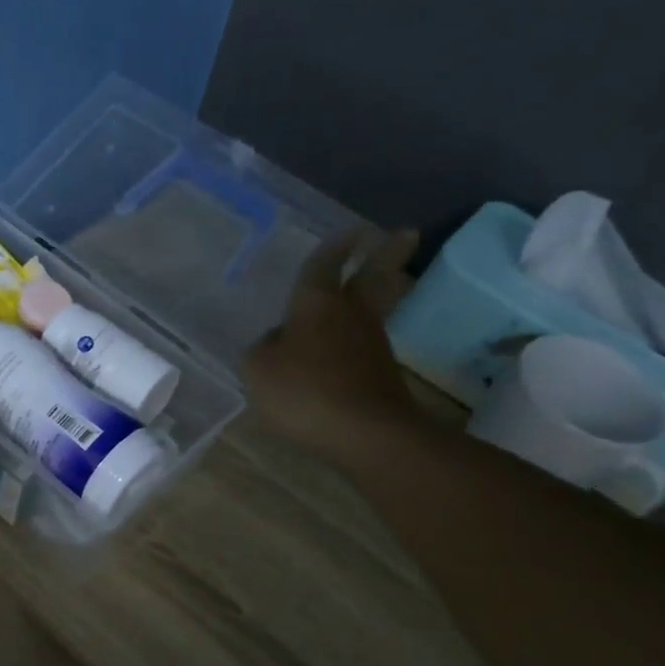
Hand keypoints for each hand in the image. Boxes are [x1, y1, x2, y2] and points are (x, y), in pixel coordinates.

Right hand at [244, 227, 423, 457]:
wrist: (367, 434)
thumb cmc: (305, 391)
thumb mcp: (258, 369)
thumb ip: (262, 349)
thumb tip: (277, 340)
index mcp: (317, 304)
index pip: (323, 266)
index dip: (332, 249)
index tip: (351, 231)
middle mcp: (351, 315)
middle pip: (374, 276)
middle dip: (387, 254)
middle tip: (406, 233)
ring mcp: (372, 345)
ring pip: (375, 310)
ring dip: (380, 293)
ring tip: (382, 282)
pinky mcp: (382, 376)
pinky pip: (367, 346)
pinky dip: (362, 338)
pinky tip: (348, 346)